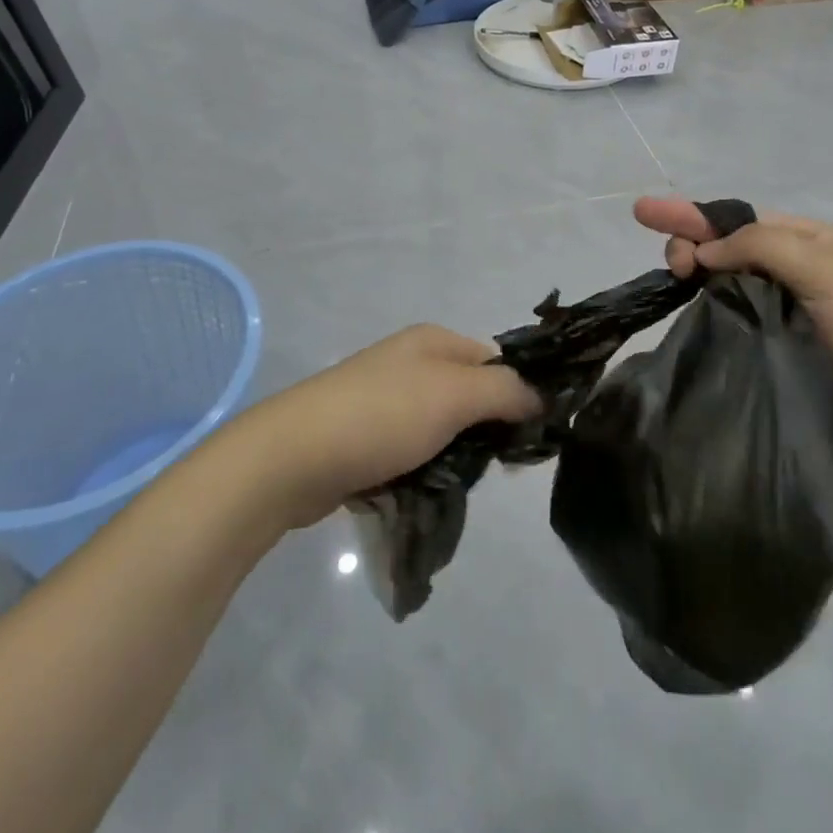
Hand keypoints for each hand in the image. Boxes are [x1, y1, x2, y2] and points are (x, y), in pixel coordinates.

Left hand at [223, 325, 540, 528]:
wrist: (292, 457)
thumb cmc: (381, 416)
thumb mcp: (455, 395)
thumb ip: (505, 392)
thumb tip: (539, 397)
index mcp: (433, 341)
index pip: (496, 362)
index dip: (517, 395)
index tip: (530, 440)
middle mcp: (410, 362)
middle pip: (471, 396)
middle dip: (485, 432)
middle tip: (494, 469)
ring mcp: (385, 400)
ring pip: (443, 429)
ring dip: (454, 457)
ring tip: (455, 485)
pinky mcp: (366, 437)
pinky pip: (413, 451)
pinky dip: (424, 470)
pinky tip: (423, 491)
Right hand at [634, 197, 832, 463]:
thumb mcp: (823, 267)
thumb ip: (759, 247)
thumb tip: (704, 251)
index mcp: (802, 241)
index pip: (734, 219)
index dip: (688, 214)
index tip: (645, 214)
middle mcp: (788, 271)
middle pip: (723, 250)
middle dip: (689, 245)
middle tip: (673, 267)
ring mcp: (782, 313)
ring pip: (723, 289)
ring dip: (695, 283)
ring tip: (673, 289)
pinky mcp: (777, 352)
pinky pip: (733, 328)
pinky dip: (708, 320)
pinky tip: (686, 323)